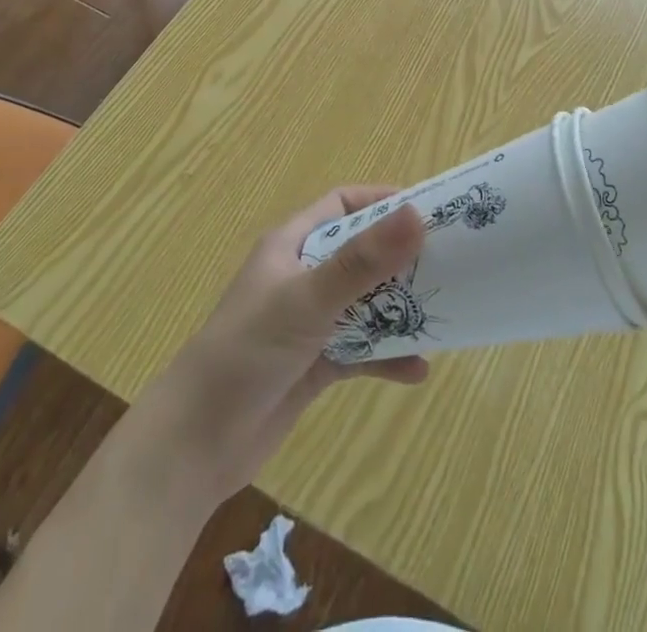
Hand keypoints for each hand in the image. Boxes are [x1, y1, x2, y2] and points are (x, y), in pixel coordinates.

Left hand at [130, 187, 428, 502]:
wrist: (196, 444)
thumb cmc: (247, 351)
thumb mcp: (307, 300)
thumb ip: (362, 262)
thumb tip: (418, 216)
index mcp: (292, 244)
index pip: (342, 204)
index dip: (381, 202)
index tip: (426, 210)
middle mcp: (302, 276)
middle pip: (361, 253)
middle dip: (401, 258)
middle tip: (450, 263)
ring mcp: (309, 322)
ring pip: (364, 303)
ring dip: (398, 309)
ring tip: (442, 313)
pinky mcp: (315, 364)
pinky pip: (360, 351)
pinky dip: (386, 356)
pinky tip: (417, 370)